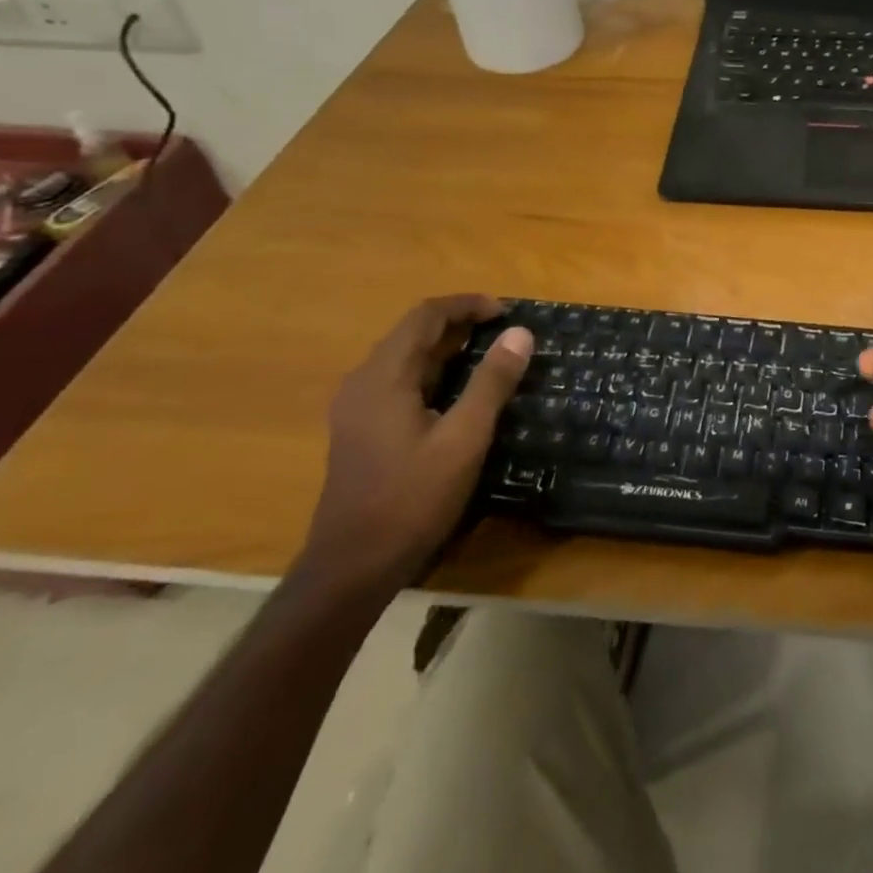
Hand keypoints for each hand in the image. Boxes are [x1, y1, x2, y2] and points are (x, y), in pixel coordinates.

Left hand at [298, 295, 531, 591]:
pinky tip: (458, 392)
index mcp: (383, 377)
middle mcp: (363, 382)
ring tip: (490, 355)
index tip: (507, 313)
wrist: (353, 567)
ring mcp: (357, 408)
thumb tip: (520, 333)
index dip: (467, 305)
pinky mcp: (360, 429)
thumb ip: (491, 382)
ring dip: (447, 347)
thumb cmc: (411, 499)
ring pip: (406, 358)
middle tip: (505, 332)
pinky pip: (400, 381)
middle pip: (413, 333)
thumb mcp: (464, 438)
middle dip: (460, 323)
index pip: (425, 316)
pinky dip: (434, 371)